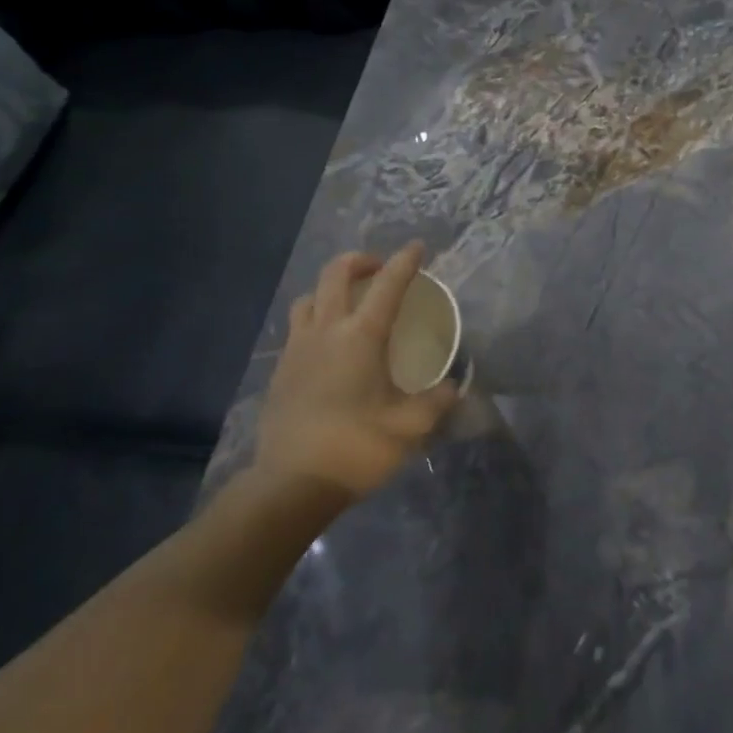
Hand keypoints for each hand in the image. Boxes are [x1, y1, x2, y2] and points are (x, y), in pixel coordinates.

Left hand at [252, 244, 459, 499]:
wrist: (290, 485)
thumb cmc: (356, 448)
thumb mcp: (410, 427)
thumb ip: (437, 401)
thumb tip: (453, 386)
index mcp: (361, 336)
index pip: (388, 285)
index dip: (405, 261)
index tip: (418, 247)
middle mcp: (326, 330)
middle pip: (335, 274)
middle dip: (360, 261)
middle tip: (379, 269)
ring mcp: (297, 349)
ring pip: (309, 297)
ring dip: (330, 288)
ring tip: (349, 303)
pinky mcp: (280, 371)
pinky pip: (297, 326)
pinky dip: (315, 318)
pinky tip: (328, 343)